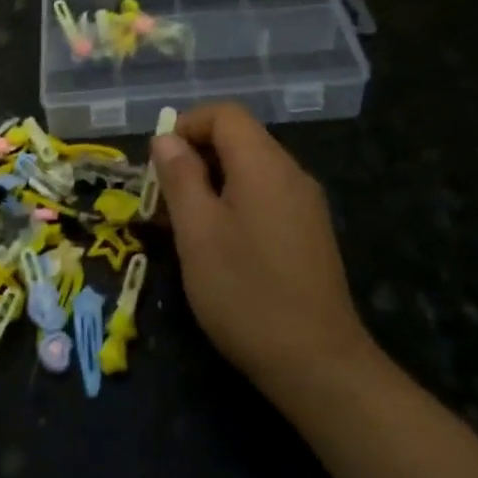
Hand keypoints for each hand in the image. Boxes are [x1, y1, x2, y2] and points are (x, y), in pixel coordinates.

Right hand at [152, 104, 371, 389]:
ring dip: (212, 183)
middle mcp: (291, 173)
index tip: (158, 163)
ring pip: (251, 170)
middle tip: (163, 199)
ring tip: (183, 225)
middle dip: (195, 157)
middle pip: (239, 139)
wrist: (318, 363)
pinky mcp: (310, 233)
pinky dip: (235, 203)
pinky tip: (218, 245)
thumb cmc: (246, 292)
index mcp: (264, 164)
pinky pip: (266, 197)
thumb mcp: (197, 232)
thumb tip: (166, 139)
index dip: (186, 126)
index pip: (225, 114)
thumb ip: (180, 177)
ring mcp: (306, 204)